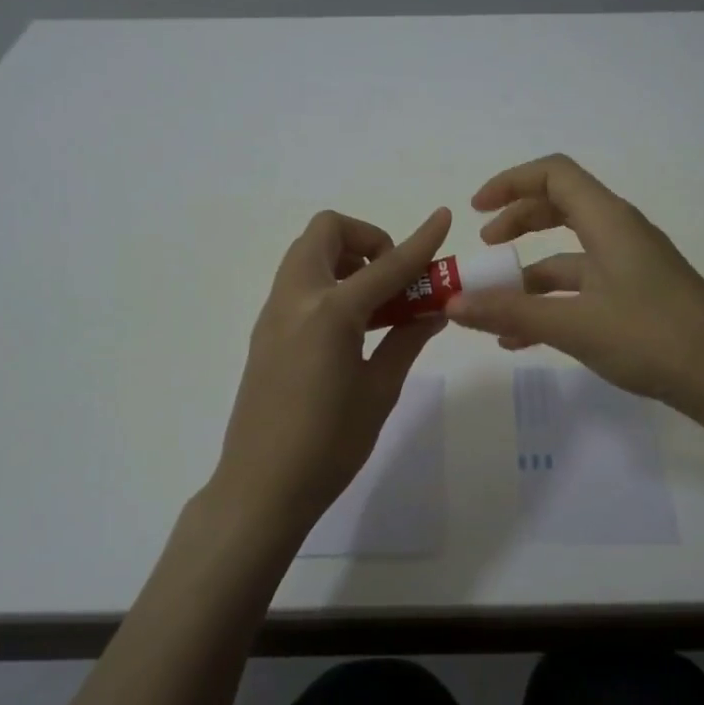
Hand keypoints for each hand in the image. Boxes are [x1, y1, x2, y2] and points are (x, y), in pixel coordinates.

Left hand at [214, 207, 452, 533]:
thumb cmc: (329, 446)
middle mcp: (296, 300)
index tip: (443, 218)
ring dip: (345, 260)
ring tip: (377, 305)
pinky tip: (351, 328)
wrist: (261, 487)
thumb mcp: (379, 391)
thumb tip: (432, 312)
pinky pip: (298, 284)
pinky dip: (328, 283)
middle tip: (393, 279)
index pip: (386, 266)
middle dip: (367, 239)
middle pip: (326, 232)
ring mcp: (274, 314)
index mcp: (330, 314)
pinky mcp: (264, 332)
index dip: (419, 242)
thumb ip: (405, 341)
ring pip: (307, 254)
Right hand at [445, 155, 703, 423]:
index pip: (555, 174)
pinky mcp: (637, 298)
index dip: (511, 182)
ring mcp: (631, 267)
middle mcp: (620, 234)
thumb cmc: (654, 338)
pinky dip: (551, 303)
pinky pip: (583, 288)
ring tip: (492, 306)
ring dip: (529, 274)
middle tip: (485, 247)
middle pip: (561, 208)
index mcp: (609, 221)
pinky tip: (522, 340)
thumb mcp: (575, 325)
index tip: (476, 209)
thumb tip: (452, 303)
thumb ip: (511, 312)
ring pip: (570, 255)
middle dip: (518, 223)